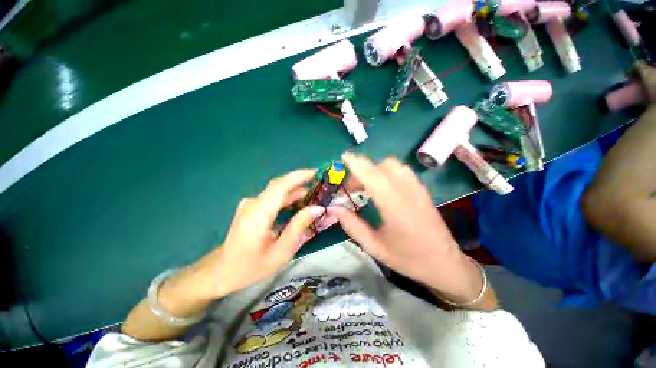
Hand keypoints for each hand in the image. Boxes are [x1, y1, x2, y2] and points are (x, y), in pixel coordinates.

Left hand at [189, 169, 324, 299]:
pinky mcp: (251, 207)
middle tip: (320, 185)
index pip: (279, 186)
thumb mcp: (281, 251)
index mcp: (258, 215)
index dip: (298, 176)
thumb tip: (318, 208)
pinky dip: (287, 198)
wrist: (222, 271)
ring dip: (295, 191)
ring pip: (276, 192)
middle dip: (300, 182)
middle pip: (279, 186)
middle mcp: (253, 204)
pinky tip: (299, 204)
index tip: (316, 172)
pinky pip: (272, 198)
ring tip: (314, 195)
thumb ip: (299, 226)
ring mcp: (250, 204)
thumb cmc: (252, 266)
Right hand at [327, 153, 485, 304]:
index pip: (372, 175)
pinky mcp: (422, 189)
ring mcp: (417, 188)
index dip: (356, 163)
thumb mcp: (374, 246)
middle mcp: (407, 190)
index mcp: (394, 205)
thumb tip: (333, 209)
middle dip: (362, 169)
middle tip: (350, 186)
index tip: (343, 157)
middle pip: (381, 166)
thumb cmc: (408, 259)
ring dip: (375, 169)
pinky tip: (382, 187)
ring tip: (365, 185)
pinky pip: (401, 170)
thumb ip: (352, 225)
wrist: (445, 264)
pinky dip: (386, 171)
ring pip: (393, 165)